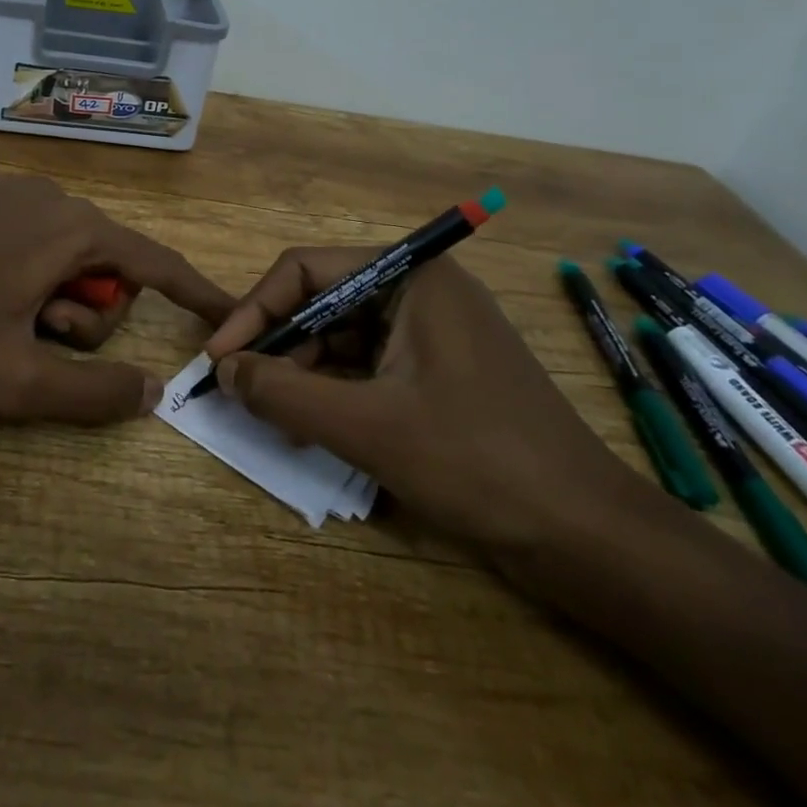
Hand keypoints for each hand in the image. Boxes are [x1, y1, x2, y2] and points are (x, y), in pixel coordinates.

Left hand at [0, 175, 232, 424]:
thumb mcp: (16, 383)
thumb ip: (93, 393)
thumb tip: (154, 391)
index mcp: (72, 231)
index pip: (155, 262)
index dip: (196, 291)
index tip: (227, 312)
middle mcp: (52, 194)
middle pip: (105, 262)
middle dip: (85, 310)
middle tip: (34, 338)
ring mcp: (10, 185)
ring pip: (65, 246)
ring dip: (50, 290)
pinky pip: (28, 228)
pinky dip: (24, 263)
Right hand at [205, 251, 638, 550]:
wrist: (587, 537)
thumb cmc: (477, 462)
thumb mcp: (367, 426)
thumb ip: (285, 392)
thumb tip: (222, 368)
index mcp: (410, 276)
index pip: (307, 270)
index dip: (255, 310)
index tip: (218, 357)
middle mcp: (420, 290)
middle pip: (324, 301)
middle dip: (279, 345)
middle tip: (240, 390)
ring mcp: (433, 332)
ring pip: (344, 336)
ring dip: (304, 372)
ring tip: (272, 415)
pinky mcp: (440, 371)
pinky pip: (369, 366)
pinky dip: (335, 391)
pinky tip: (312, 426)